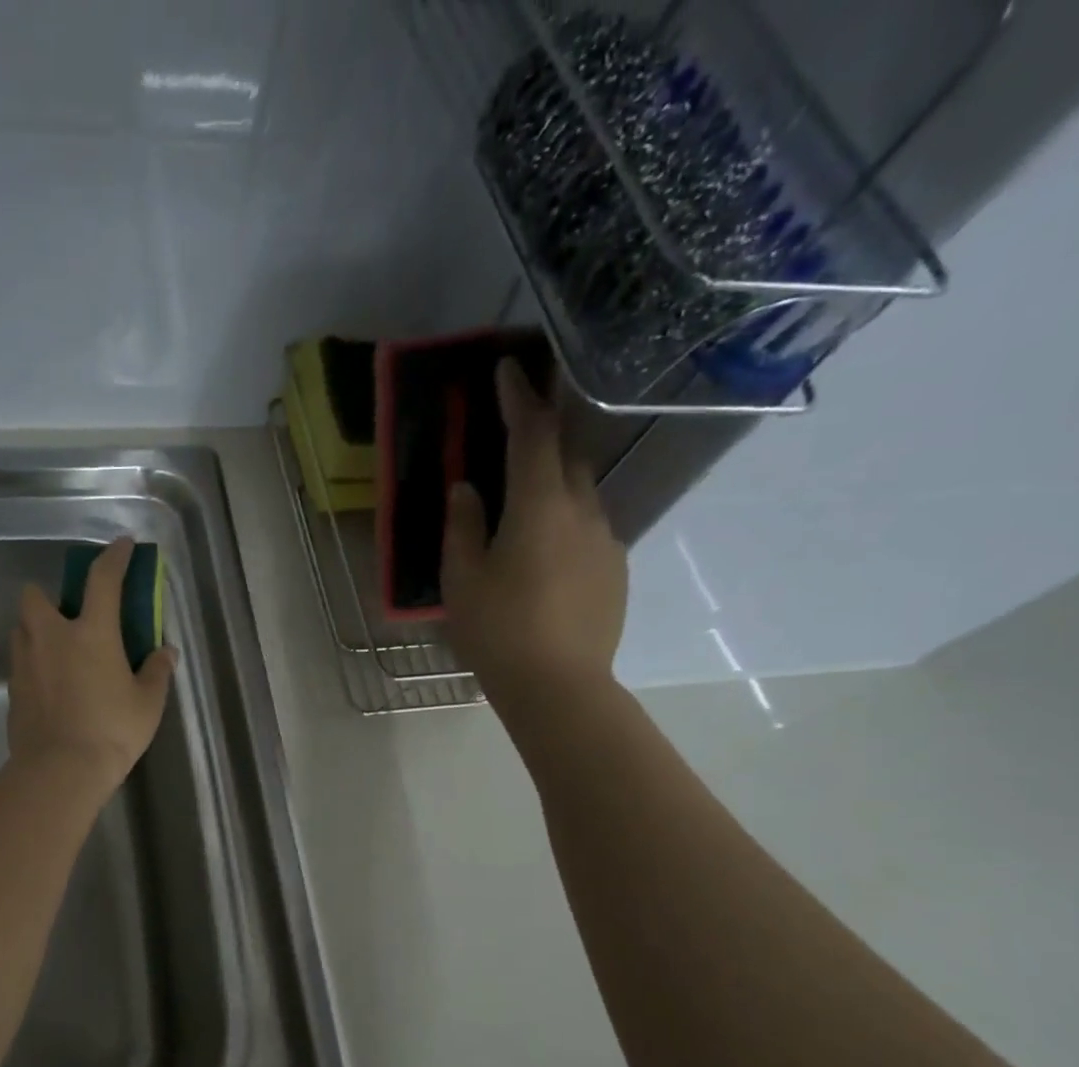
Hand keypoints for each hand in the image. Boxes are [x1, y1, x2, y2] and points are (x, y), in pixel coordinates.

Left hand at [8, 537, 177, 794]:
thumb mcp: (147, 703)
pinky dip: (33, 664)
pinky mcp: (12, 691)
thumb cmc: (112, 731)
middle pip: (35, 596)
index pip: (102, 580)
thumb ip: (156, 672)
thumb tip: (165, 653)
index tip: (121, 546)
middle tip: (69, 617)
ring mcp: (25, 664)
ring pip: (21, 629)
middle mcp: (51, 638)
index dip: (113, 557)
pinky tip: (50, 686)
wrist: (60, 771)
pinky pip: (19, 664)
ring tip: (59, 652)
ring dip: (36, 630)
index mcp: (91, 633)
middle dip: (48, 595)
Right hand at [442, 358, 627, 721]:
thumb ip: (463, 526)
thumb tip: (467, 488)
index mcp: (539, 506)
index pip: (533, 434)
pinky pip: (589, 528)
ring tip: (524, 507)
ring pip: (581, 494)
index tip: (508, 368)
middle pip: (567, 456)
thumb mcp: (463, 578)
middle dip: (542, 436)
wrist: (560, 686)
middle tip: (516, 431)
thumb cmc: (499, 630)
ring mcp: (607, 540)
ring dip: (553, 485)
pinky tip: (544, 557)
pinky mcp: (616, 569)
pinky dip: (565, 523)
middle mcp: (582, 511)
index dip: (519, 397)